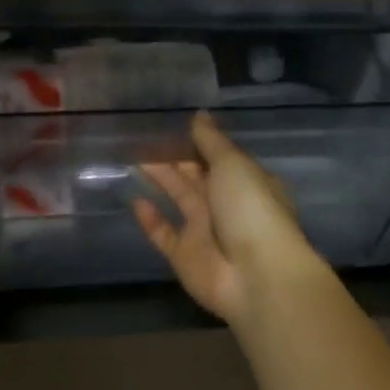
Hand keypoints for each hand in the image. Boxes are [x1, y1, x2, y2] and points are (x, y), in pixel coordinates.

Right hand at [133, 112, 322, 325]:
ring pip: (179, 198)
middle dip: (174, 158)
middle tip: (144, 138)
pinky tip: (134, 199)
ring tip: (133, 158)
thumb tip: (199, 115)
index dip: (197, 141)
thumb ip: (211, 141)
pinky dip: (150, 219)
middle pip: (196, 175)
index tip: (172, 125)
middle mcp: (226, 204)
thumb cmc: (250, 208)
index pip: (218, 156)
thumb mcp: (233, 164)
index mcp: (245, 181)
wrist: (256, 275)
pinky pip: (164, 234)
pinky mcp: (185, 256)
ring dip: (160, 180)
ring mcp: (205, 231)